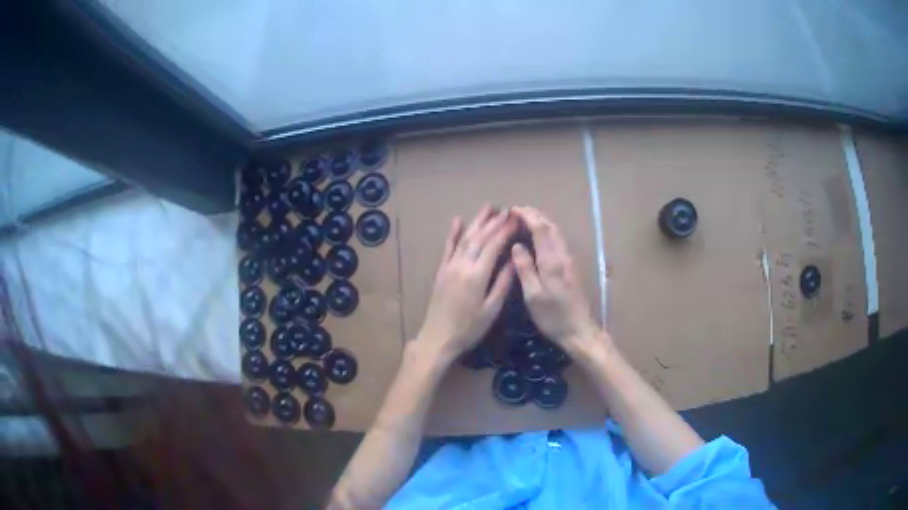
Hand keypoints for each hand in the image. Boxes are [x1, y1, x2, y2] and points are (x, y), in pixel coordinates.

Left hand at [415, 205, 515, 361]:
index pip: (493, 246)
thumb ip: (502, 284)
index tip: (516, 219)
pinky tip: (458, 220)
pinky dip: (453, 233)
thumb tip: (513, 260)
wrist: (438, 338)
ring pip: (464, 238)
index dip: (505, 231)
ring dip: (477, 222)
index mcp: (477, 275)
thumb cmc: (469, 329)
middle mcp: (462, 265)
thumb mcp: (491, 310)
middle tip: (506, 209)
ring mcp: (449, 266)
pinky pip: (447, 247)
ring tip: (488, 207)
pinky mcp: (441, 271)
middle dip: (494, 222)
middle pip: (479, 238)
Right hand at [510, 206, 600, 350]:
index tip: (512, 210)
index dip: (527, 216)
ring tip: (525, 220)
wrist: (579, 330)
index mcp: (552, 261)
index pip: (540, 229)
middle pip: (551, 226)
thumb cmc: (553, 316)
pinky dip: (547, 232)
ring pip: (556, 232)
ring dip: (542, 222)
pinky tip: (539, 238)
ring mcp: (569, 260)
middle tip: (517, 212)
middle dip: (534, 215)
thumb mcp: (533, 296)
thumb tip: (516, 245)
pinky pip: (558, 241)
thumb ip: (525, 268)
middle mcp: (563, 256)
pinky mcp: (571, 267)